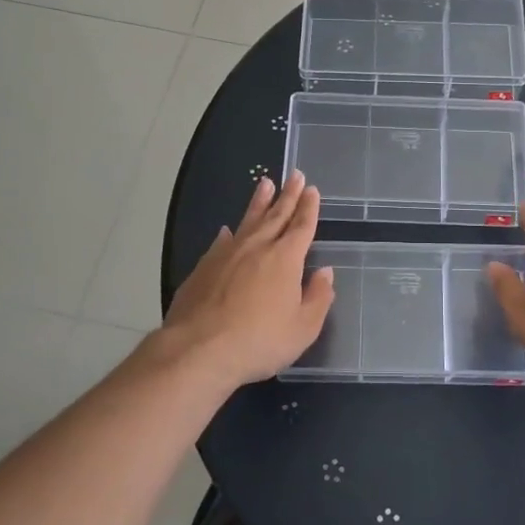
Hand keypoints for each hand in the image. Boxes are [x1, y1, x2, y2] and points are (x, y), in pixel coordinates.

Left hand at [159, 170, 334, 388]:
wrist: (199, 350)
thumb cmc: (259, 341)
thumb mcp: (303, 328)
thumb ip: (318, 298)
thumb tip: (326, 273)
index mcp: (285, 258)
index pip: (301, 226)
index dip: (308, 208)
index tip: (311, 189)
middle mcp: (257, 247)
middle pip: (276, 215)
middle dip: (287, 195)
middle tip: (294, 175)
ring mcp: (227, 254)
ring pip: (247, 221)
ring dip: (258, 202)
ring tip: (265, 183)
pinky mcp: (203, 267)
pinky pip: (221, 242)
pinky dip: (229, 233)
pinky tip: (227, 230)